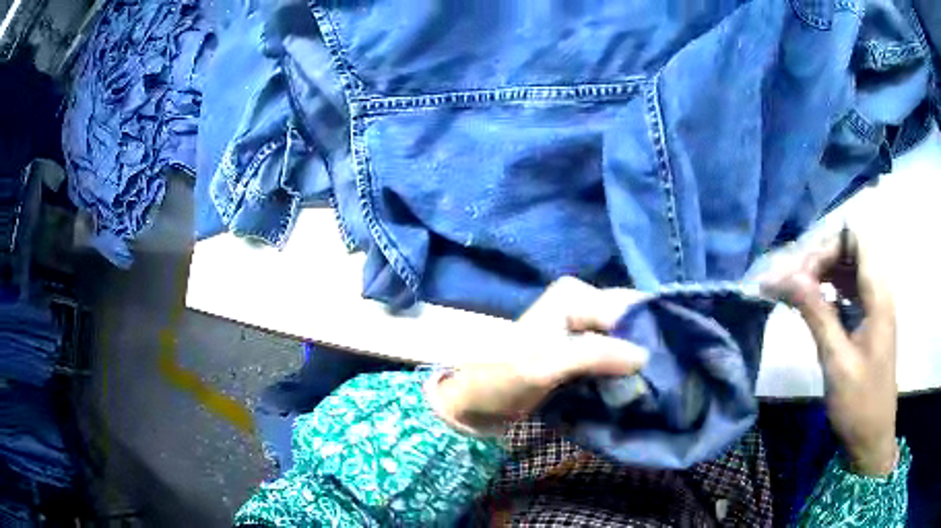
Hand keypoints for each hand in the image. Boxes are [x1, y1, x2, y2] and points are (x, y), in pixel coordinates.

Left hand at [433, 277, 649, 435]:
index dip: (650, 334)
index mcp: (574, 295)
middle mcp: (583, 302)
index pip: (628, 309)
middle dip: (649, 344)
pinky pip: (615, 352)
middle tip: (669, 375)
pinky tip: (640, 383)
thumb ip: (594, 355)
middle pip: (630, 320)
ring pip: (625, 337)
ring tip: (661, 382)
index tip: (671, 364)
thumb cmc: (501, 377)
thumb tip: (645, 355)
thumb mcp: (546, 365)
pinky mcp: (582, 348)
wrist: (476, 400)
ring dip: (639, 358)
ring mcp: (583, 325)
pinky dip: (626, 367)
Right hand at [759, 230, 897, 475]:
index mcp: (878, 295)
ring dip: (820, 274)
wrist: (871, 438)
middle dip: (818, 259)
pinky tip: (811, 305)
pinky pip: (847, 290)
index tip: (799, 274)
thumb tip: (788, 277)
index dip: (826, 246)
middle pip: (848, 250)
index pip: (854, 240)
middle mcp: (878, 291)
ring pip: (847, 269)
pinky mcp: (867, 320)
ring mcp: (874, 305)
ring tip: (793, 291)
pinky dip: (828, 291)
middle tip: (788, 283)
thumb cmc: (859, 403)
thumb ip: (816, 314)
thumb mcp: (836, 361)